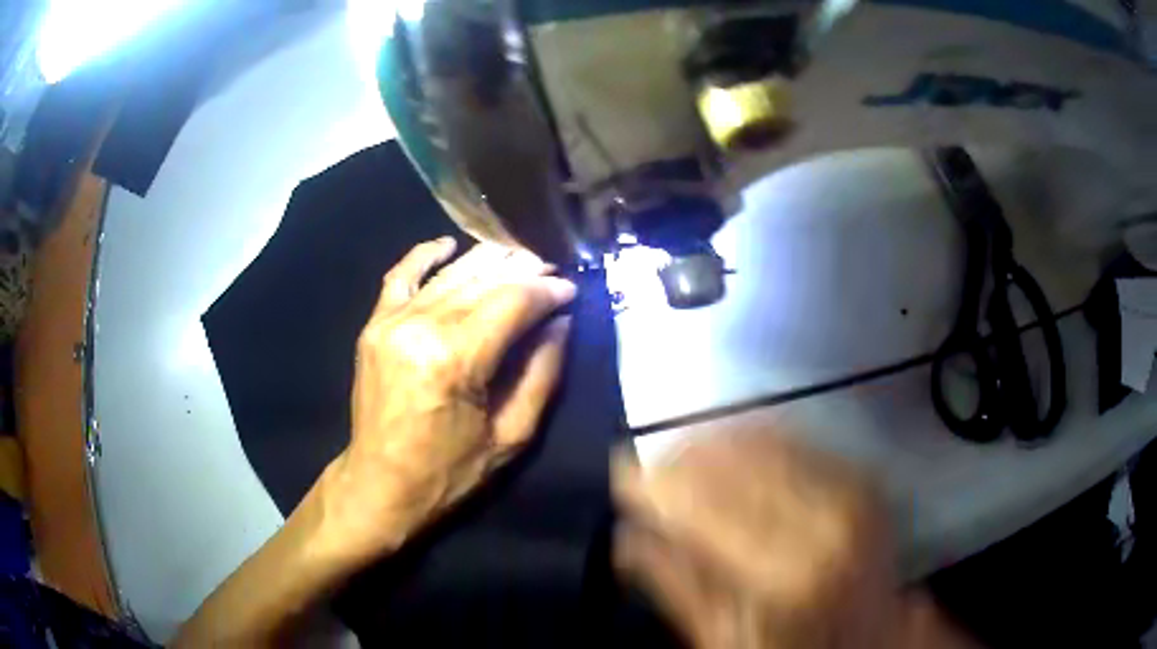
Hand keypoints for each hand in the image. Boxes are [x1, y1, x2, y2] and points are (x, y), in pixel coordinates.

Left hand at [317, 238, 575, 567]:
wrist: (380, 484)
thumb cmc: (448, 472)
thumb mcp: (511, 436)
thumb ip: (542, 373)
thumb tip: (561, 322)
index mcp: (455, 359)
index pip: (513, 303)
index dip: (547, 291)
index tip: (571, 289)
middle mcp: (421, 327)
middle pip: (483, 280)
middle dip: (524, 270)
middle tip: (551, 270)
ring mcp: (392, 321)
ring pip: (450, 274)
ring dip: (488, 260)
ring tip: (518, 256)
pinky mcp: (375, 325)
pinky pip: (401, 275)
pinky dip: (425, 255)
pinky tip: (449, 244)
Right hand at [613, 430, 903, 648]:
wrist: (877, 633)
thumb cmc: (797, 646)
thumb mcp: (727, 640)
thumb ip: (677, 588)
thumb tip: (627, 538)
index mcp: (785, 575)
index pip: (705, 510)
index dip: (658, 485)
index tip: (621, 471)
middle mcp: (824, 520)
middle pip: (737, 464)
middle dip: (682, 455)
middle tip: (646, 457)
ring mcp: (851, 489)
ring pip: (767, 440)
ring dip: (714, 438)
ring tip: (680, 445)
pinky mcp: (861, 474)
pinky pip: (799, 438)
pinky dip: (756, 433)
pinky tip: (729, 438)